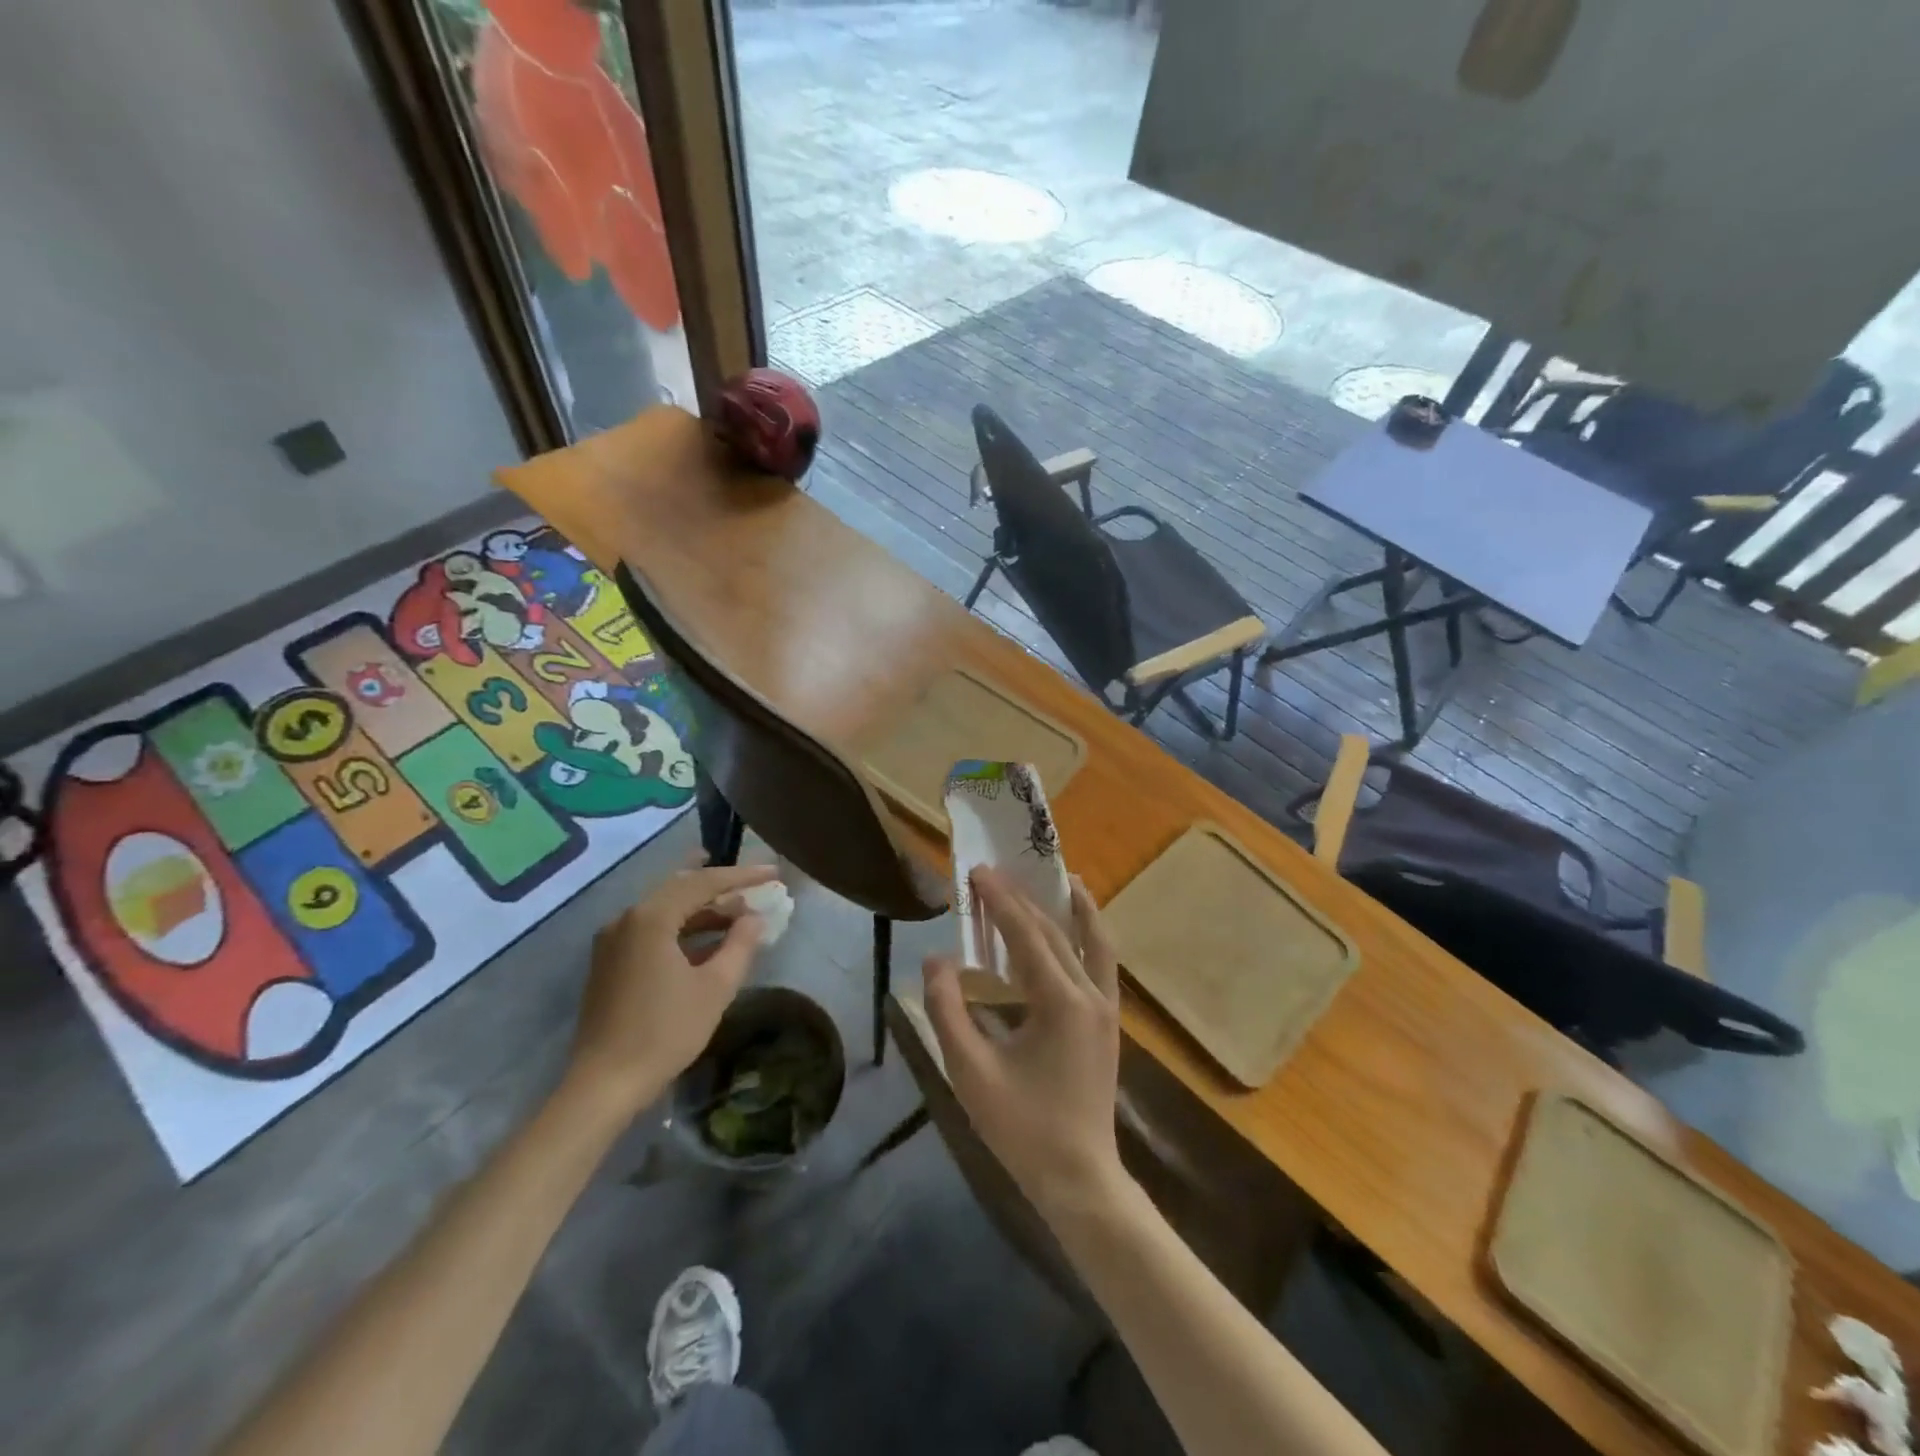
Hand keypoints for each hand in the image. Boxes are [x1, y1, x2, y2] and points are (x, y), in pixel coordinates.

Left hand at [569, 863, 778, 1111]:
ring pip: (666, 909)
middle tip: (756, 884)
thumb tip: (755, 918)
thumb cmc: (665, 1032)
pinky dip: (683, 927)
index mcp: (651, 918)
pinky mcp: (610, 962)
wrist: (604, 1084)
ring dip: (703, 908)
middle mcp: (627, 919)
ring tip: (740, 911)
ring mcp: (614, 940)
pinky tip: (708, 938)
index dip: (742, 876)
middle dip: (721, 886)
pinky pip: (653, 929)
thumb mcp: (715, 987)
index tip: (773, 872)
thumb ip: (740, 944)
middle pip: (681, 888)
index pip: (703, 882)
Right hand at [923, 867, 1126, 1215]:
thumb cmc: (1021, 1128)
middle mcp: (1090, 994)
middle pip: (1055, 932)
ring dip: (1074, 908)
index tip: (979, 871)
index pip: (1026, 935)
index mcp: (1059, 1002)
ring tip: (1062, 877)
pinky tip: (1076, 929)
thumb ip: (948, 1011)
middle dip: (1024, 899)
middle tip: (995, 873)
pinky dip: (1090, 935)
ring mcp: (1106, 1008)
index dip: (1000, 901)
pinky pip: (1103, 963)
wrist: (1079, 1178)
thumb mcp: (970, 1071)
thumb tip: (936, 959)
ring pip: (1093, 941)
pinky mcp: (1108, 1022)